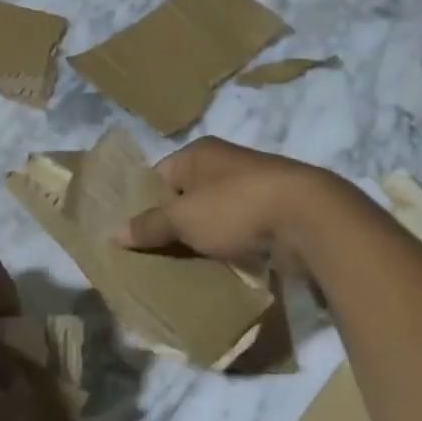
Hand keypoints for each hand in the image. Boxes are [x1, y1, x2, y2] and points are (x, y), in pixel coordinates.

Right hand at [112, 137, 344, 269]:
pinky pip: (236, 231)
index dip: (143, 205)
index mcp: (198, 153)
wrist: (308, 219)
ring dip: (199, 239)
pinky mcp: (272, 212)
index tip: (133, 236)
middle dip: (170, 226)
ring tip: (180, 266)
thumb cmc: (235, 207)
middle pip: (184, 197)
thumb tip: (112, 233)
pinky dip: (225, 247)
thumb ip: (148, 225)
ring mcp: (251, 187)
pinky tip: (216, 267)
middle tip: (151, 256)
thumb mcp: (183, 218)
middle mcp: (224, 164)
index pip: (158, 176)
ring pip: (211, 216)